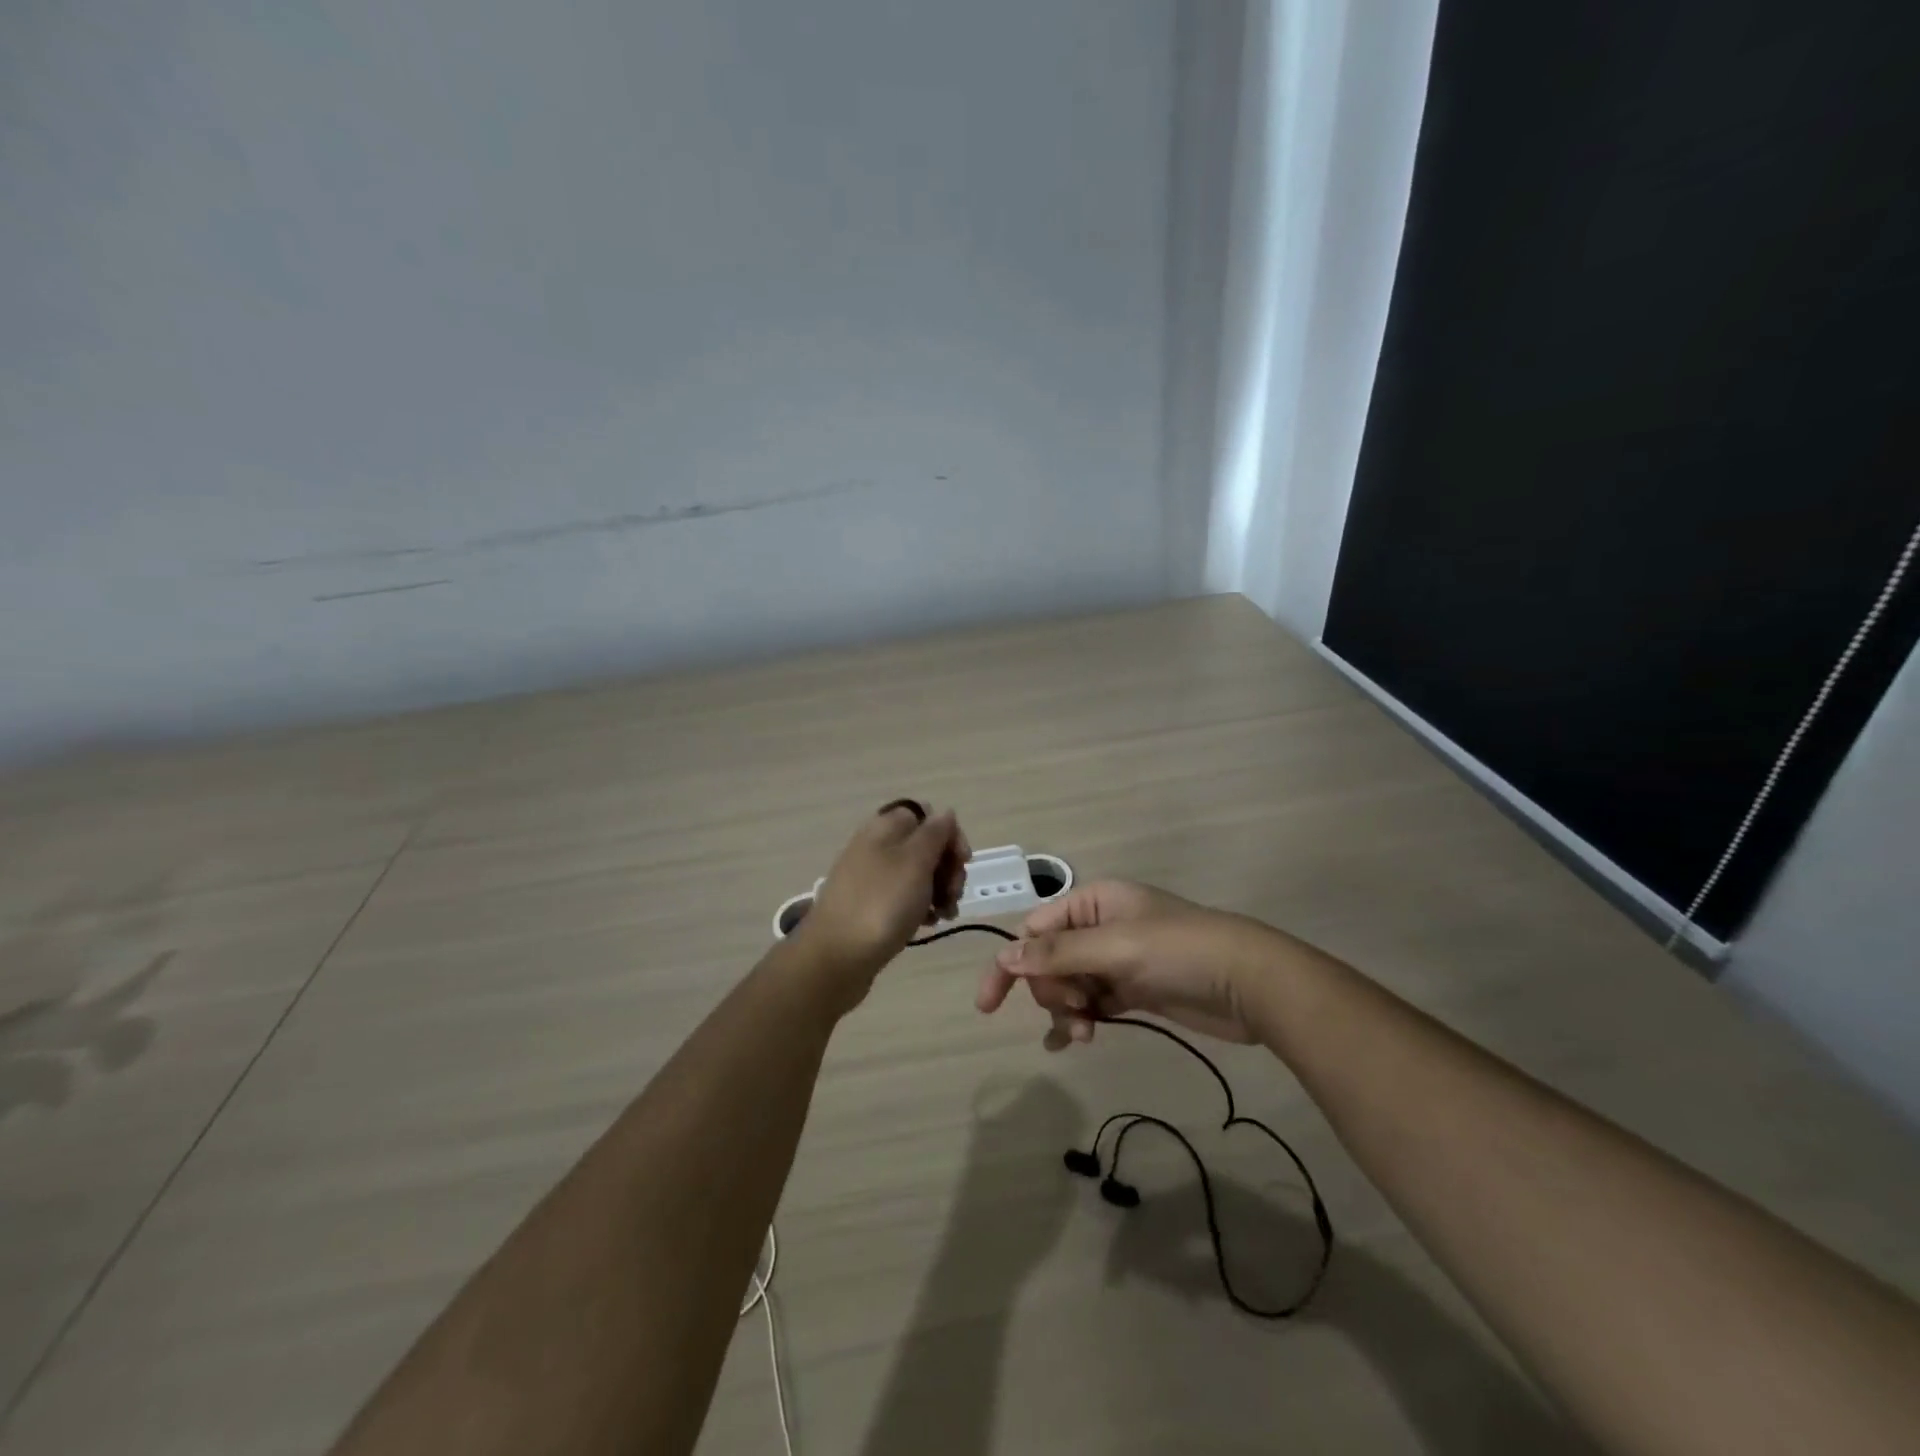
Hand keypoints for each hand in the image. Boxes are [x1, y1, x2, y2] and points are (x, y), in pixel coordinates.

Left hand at [792, 800, 969, 1002]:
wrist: (836, 956)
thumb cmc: (882, 903)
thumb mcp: (916, 861)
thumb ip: (935, 833)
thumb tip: (945, 813)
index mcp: (885, 826)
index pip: (927, 814)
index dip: (949, 834)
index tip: (963, 862)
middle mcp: (876, 845)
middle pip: (924, 844)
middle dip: (947, 867)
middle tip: (953, 894)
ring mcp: (871, 876)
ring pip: (917, 873)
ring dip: (939, 890)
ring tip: (945, 914)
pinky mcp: (870, 904)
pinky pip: (903, 896)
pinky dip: (920, 907)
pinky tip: (928, 924)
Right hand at [974, 880, 1267, 1047]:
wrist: (1250, 983)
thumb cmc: (1178, 951)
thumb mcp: (1114, 947)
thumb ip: (1057, 953)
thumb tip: (1003, 956)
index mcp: (1094, 902)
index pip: (1035, 929)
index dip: (1011, 963)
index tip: (988, 1004)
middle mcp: (1101, 926)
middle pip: (1049, 959)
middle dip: (1051, 989)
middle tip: (1076, 1010)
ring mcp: (1118, 960)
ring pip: (1070, 984)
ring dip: (1066, 1009)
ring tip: (1084, 1034)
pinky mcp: (1135, 990)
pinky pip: (1093, 1003)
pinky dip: (1081, 1020)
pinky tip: (1073, 1042)